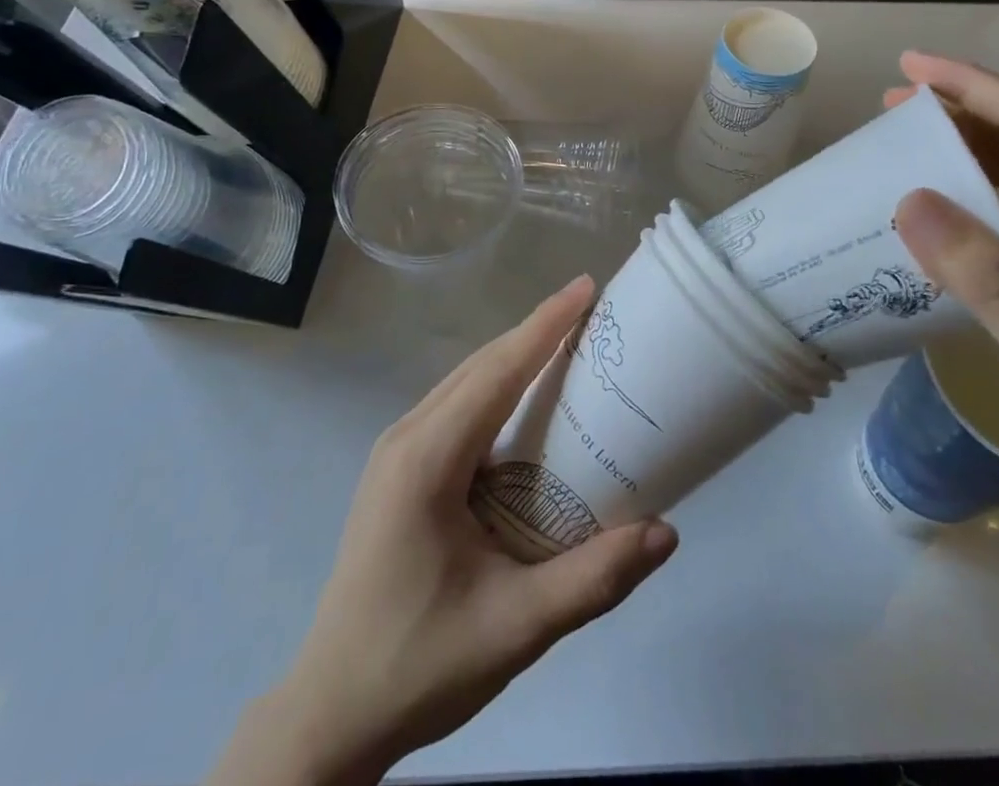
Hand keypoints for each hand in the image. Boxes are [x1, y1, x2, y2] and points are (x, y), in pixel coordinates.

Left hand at [209, 277, 677, 785]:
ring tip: (569, 345)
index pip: (497, 372)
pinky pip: (455, 406)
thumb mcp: (516, 628)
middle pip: (481, 366)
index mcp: (428, 459)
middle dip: (536, 331)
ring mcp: (395, 450)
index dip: (544, 325)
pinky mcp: (398, 468)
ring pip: (465, 382)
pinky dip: (495, 387)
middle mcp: (406, 437)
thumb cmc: (421, 663)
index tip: (586, 286)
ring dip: (515, 357)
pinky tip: (526, 404)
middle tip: (592, 312)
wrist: (332, 711)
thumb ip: (593, 579)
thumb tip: (667, 532)